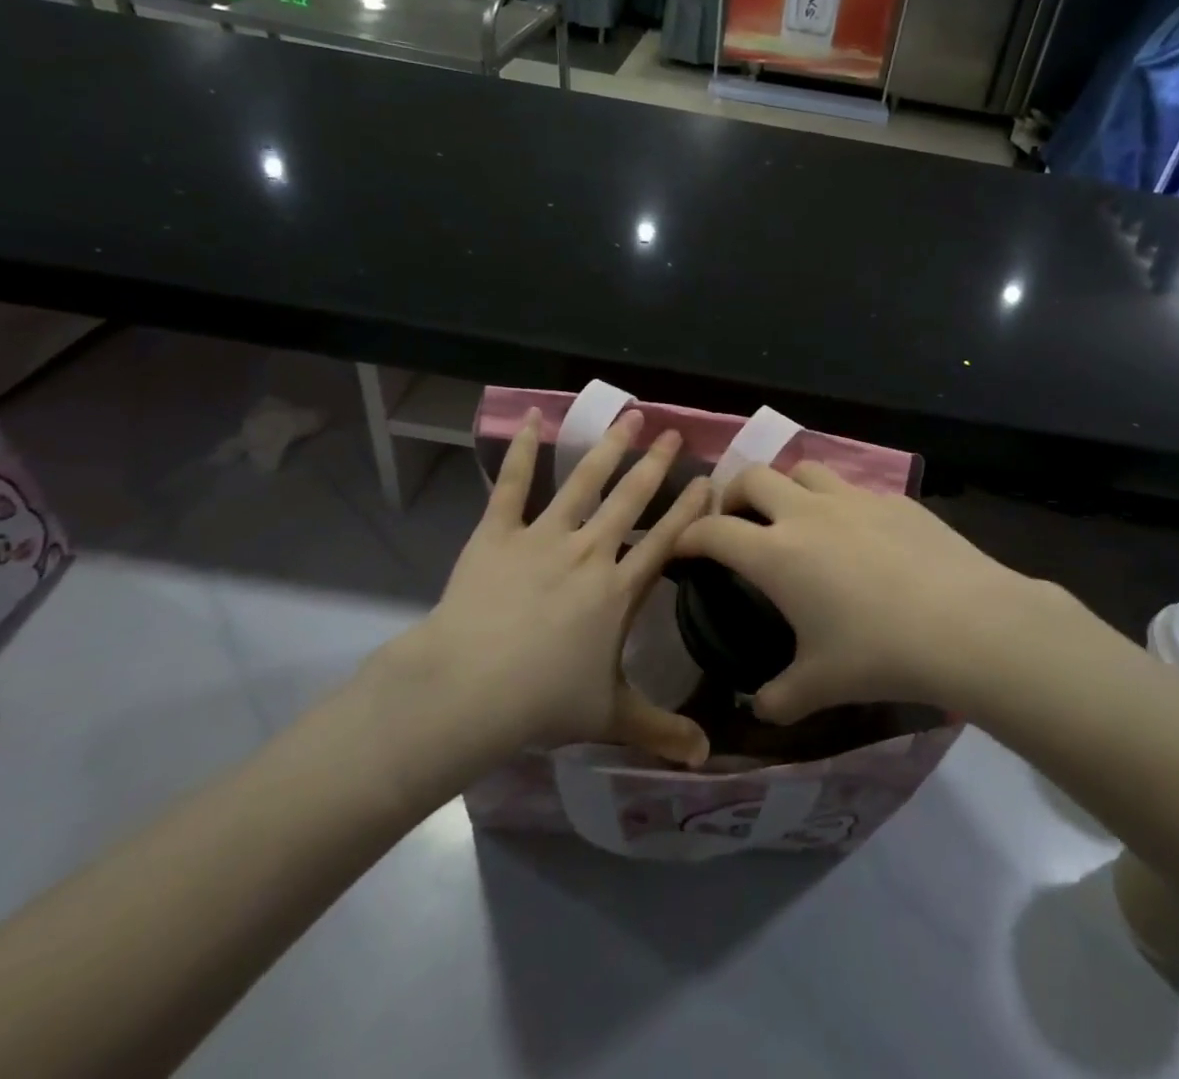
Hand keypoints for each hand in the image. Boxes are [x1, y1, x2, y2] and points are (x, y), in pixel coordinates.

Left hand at [362, 409, 711, 809]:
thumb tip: (709, 762)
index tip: (709, 479)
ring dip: (608, 447)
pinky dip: (519, 450)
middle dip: (656, 464)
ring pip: (582, 481)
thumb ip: (661, 731)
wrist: (469, 688)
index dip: (691, 509)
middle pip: (631, 499)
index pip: (666, 540)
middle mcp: (589, 551)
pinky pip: (509, 484)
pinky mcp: (497, 533)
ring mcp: (542, 536)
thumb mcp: (610, 717)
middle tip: (674, 432)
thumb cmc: (544, 700)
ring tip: (628, 416)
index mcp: (618, 588)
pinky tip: (531, 417)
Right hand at [671, 464, 1040, 723]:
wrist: (965, 623)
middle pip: (754, 476)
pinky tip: (859, 536)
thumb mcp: (820, 685)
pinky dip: (839, 504)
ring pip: (804, 470)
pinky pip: (853, 489)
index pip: (714, 531)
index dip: (689, 536)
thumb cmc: (879, 653)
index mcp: (776, 553)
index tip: (682, 548)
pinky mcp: (894, 500)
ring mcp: (854, 499)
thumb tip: (760, 708)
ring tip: (795, 517)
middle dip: (733, 493)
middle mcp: (807, 513)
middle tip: (737, 522)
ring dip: (788, 487)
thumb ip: (780, 697)